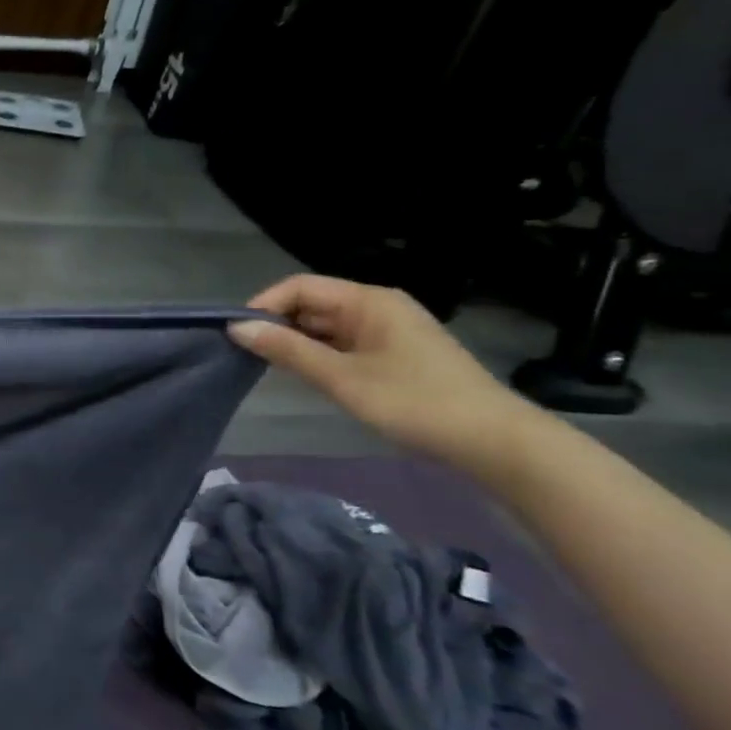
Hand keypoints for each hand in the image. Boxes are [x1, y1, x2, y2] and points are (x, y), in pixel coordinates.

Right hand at [228, 274, 538, 470]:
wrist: (494, 442)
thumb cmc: (414, 403)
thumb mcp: (342, 378)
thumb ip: (288, 350)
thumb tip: (237, 328)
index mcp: (369, 301)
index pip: (300, 287)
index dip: (264, 305)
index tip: (237, 335)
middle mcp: (378, 307)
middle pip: (312, 303)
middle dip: (277, 325)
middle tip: (247, 356)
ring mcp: (388, 331)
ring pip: (325, 325)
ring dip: (296, 342)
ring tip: (270, 368)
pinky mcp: (393, 354)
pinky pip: (342, 343)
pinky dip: (318, 354)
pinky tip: (307, 376)